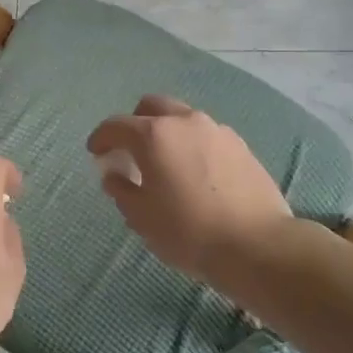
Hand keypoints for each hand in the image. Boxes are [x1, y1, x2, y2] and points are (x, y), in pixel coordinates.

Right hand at [87, 95, 295, 287]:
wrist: (257, 245)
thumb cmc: (188, 232)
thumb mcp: (141, 217)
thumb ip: (121, 189)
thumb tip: (114, 174)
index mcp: (154, 135)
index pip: (116, 125)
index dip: (101, 138)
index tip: (95, 153)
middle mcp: (184, 122)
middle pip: (152, 107)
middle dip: (135, 123)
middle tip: (130, 151)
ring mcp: (216, 130)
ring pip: (182, 118)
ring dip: (167, 133)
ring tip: (166, 163)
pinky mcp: (240, 145)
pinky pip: (206, 135)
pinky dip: (192, 145)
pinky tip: (195, 173)